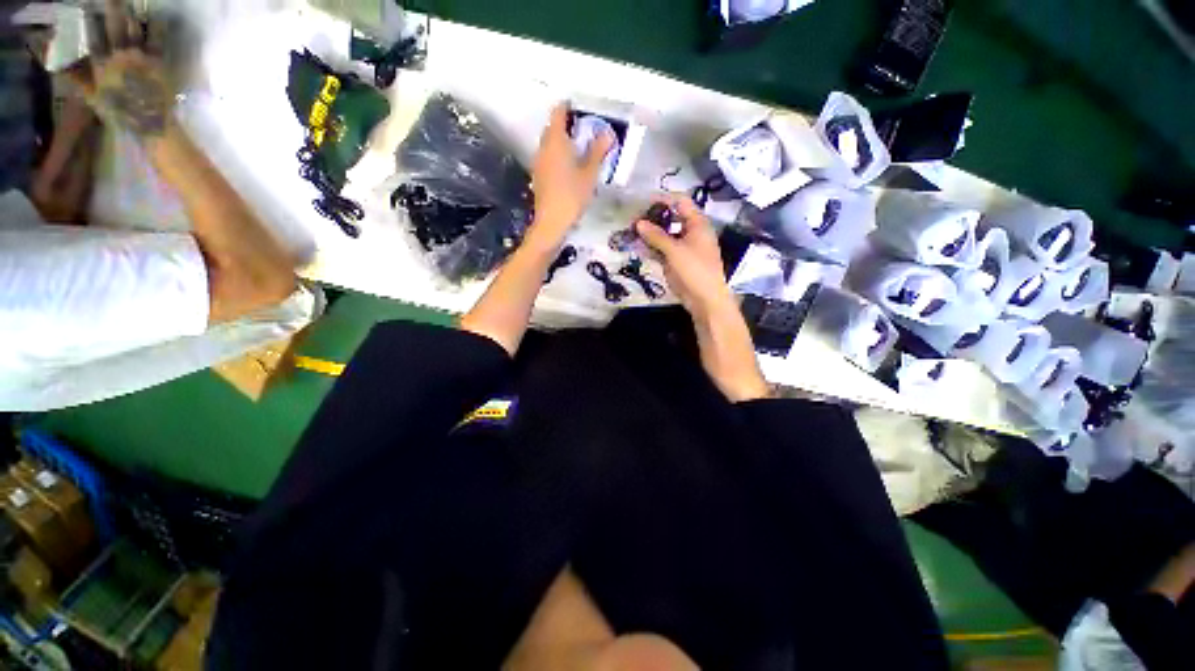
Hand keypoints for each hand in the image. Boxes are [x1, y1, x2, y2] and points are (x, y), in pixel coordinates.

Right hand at [73, 1, 172, 140]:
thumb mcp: (91, 96)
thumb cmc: (118, 112)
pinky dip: (157, 27)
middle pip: (114, 25)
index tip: (87, 4)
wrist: (150, 123)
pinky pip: (157, 39)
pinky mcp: (157, 62)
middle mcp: (119, 56)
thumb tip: (56, 63)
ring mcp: (139, 57)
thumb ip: (75, 77)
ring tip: (130, 3)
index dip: (89, 17)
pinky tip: (158, 17)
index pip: (93, 35)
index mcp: (101, 64)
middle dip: (112, 8)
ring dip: (131, 14)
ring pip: (134, 28)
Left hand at [528, 104, 614, 249]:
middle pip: (553, 128)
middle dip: (566, 125)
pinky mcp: (538, 176)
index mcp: (556, 141)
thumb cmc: (572, 196)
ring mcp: (539, 162)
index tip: (580, 108)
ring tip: (579, 149)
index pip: (558, 113)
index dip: (568, 107)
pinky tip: (569, 167)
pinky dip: (558, 156)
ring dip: (562, 142)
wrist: (552, 222)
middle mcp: (544, 148)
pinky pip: (548, 157)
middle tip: (584, 130)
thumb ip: (597, 152)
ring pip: (549, 144)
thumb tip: (607, 134)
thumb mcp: (589, 174)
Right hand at [634, 196, 735, 319]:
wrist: (704, 299)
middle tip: (634, 220)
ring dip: (649, 234)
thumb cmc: (694, 270)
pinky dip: (651, 248)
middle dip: (653, 218)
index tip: (643, 201)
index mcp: (697, 224)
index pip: (681, 202)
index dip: (663, 199)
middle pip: (671, 218)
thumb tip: (638, 223)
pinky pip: (662, 250)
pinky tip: (637, 247)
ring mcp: (683, 247)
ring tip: (631, 233)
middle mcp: (690, 232)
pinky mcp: (676, 261)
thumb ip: (656, 236)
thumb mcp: (674, 250)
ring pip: (664, 235)